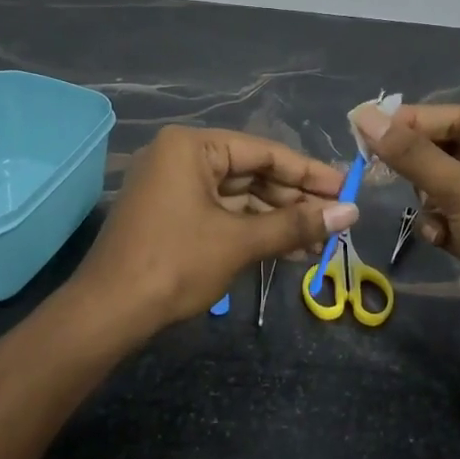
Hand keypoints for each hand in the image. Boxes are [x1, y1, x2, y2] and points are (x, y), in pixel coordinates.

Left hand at [73, 126, 356, 341]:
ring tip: (320, 241)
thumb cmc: (175, 264)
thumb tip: (350, 213)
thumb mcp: (239, 242)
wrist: (109, 312)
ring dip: (277, 219)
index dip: (308, 172)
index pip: (263, 151)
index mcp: (191, 146)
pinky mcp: (171, 214)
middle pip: (251, 173)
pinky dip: (253, 230)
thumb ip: (295, 224)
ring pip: (239, 197)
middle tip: (337, 220)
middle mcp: (180, 156)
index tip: (346, 187)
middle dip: (294, 200)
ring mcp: (173, 186)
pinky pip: (221, 214)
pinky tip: (289, 250)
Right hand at [352, 103, 459, 421]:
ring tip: (425, 210)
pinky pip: (453, 218)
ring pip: (448, 186)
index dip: (415, 120)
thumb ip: (413, 154)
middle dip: (420, 161)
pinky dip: (440, 225)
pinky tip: (438, 240)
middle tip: (377, 165)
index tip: (369, 128)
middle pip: (453, 150)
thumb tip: (365, 116)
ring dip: (429, 197)